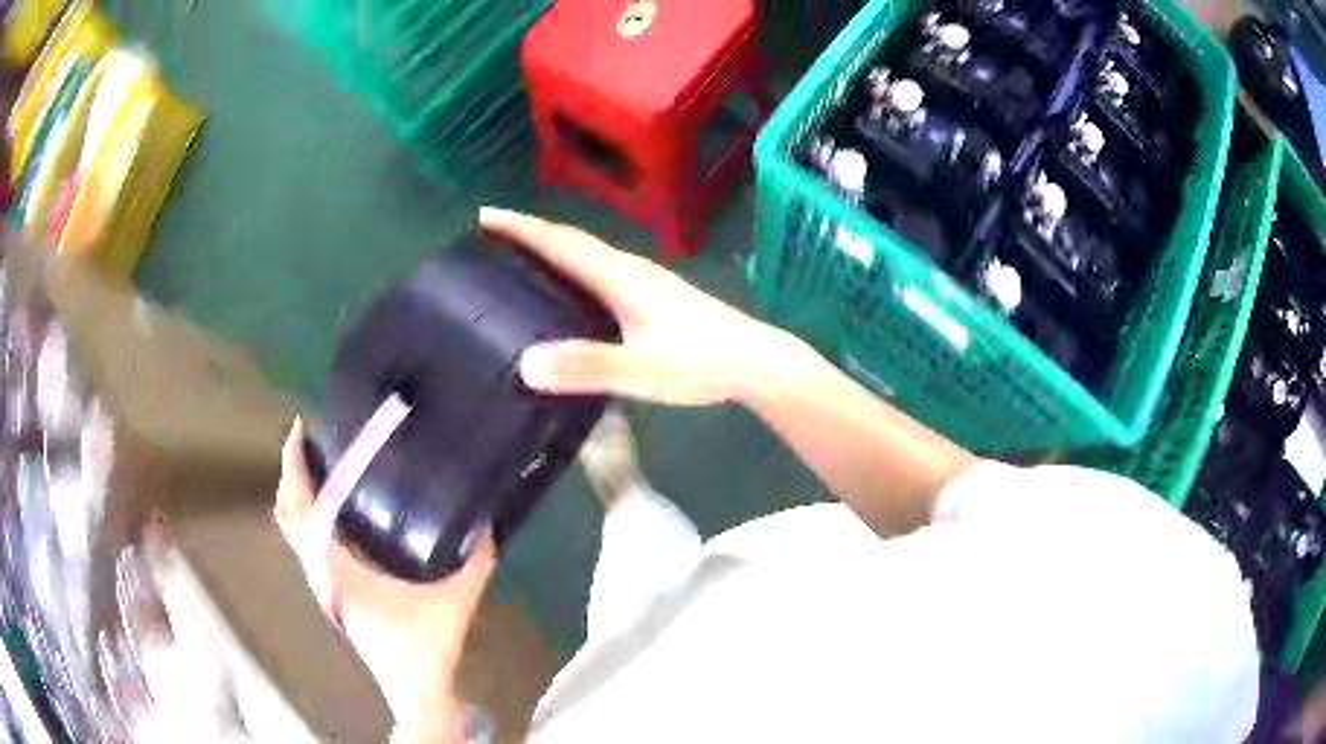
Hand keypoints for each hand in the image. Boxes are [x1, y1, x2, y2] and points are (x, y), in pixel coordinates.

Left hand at [274, 420, 495, 741]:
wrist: (413, 688)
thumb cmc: (423, 645)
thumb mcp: (455, 599)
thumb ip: (474, 557)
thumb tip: (484, 517)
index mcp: (335, 566)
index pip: (300, 507)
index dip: (294, 466)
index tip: (302, 429)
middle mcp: (319, 570)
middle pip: (286, 513)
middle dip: (290, 473)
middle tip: (311, 443)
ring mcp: (322, 583)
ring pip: (294, 530)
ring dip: (299, 495)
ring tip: (322, 466)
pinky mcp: (331, 592)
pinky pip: (308, 543)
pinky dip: (311, 516)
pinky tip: (339, 511)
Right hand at [481, 207, 788, 405]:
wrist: (756, 363)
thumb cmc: (701, 363)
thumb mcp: (641, 369)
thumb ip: (588, 367)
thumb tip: (524, 364)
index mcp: (620, 277)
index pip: (562, 243)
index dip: (522, 228)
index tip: (484, 216)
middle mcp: (629, 271)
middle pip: (571, 243)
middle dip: (529, 234)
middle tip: (490, 235)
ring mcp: (644, 284)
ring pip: (586, 258)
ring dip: (550, 250)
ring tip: (517, 260)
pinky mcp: (653, 300)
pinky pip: (599, 275)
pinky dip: (572, 272)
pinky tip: (567, 295)